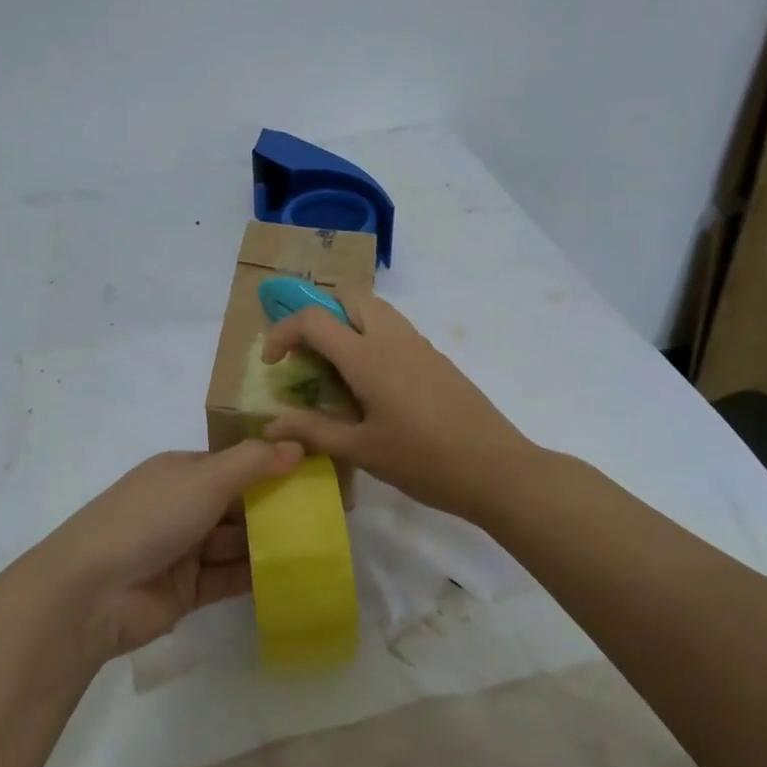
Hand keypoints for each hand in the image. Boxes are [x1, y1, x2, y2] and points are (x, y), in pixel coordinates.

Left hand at [40, 441, 302, 657]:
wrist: (93, 592)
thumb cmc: (150, 518)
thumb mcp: (204, 479)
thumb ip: (253, 463)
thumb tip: (297, 445)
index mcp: (181, 471)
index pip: (235, 464)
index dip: (273, 467)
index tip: (315, 474)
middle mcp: (183, 506)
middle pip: (239, 504)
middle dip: (278, 507)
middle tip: (329, 513)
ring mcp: (184, 549)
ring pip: (237, 542)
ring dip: (271, 542)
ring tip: (320, 544)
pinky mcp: (187, 590)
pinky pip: (229, 578)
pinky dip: (257, 576)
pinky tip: (294, 576)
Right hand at [261, 295, 535, 523]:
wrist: (497, 470)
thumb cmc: (424, 461)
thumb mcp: (362, 450)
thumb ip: (313, 432)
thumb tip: (269, 426)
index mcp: (368, 356)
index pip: (314, 318)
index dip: (283, 332)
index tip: (272, 363)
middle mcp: (392, 338)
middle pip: (348, 296)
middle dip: (319, 315)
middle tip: (308, 354)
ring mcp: (419, 345)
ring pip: (375, 309)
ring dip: (347, 323)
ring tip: (337, 369)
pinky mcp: (437, 359)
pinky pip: (395, 330)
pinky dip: (372, 338)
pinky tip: (373, 386)